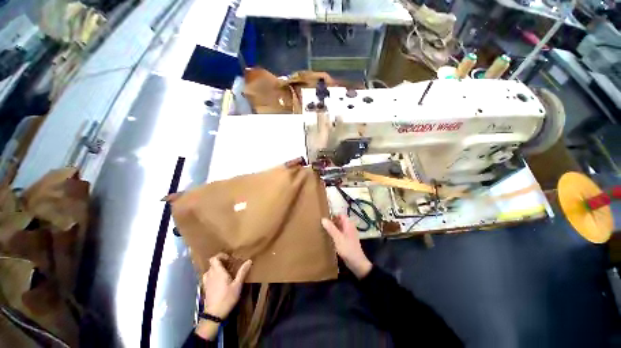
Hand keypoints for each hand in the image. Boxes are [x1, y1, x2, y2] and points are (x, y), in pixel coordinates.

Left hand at [202, 254, 251, 318]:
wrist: (213, 315)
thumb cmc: (226, 298)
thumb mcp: (237, 285)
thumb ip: (242, 272)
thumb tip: (249, 260)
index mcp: (218, 272)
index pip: (214, 258)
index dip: (221, 256)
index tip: (230, 259)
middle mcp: (210, 275)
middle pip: (212, 264)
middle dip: (220, 263)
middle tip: (230, 266)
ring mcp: (206, 282)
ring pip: (209, 271)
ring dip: (215, 269)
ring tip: (224, 273)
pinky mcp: (205, 289)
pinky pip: (207, 277)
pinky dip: (213, 276)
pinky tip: (219, 282)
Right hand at [322, 215, 371, 278]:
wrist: (357, 263)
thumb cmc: (348, 249)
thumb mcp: (338, 238)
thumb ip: (331, 228)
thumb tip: (323, 219)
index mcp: (348, 224)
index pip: (340, 215)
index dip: (333, 214)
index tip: (324, 216)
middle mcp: (349, 227)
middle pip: (340, 221)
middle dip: (332, 221)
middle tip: (322, 222)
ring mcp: (349, 234)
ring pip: (339, 227)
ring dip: (333, 227)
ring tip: (323, 228)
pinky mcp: (347, 240)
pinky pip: (340, 233)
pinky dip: (335, 233)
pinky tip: (329, 237)